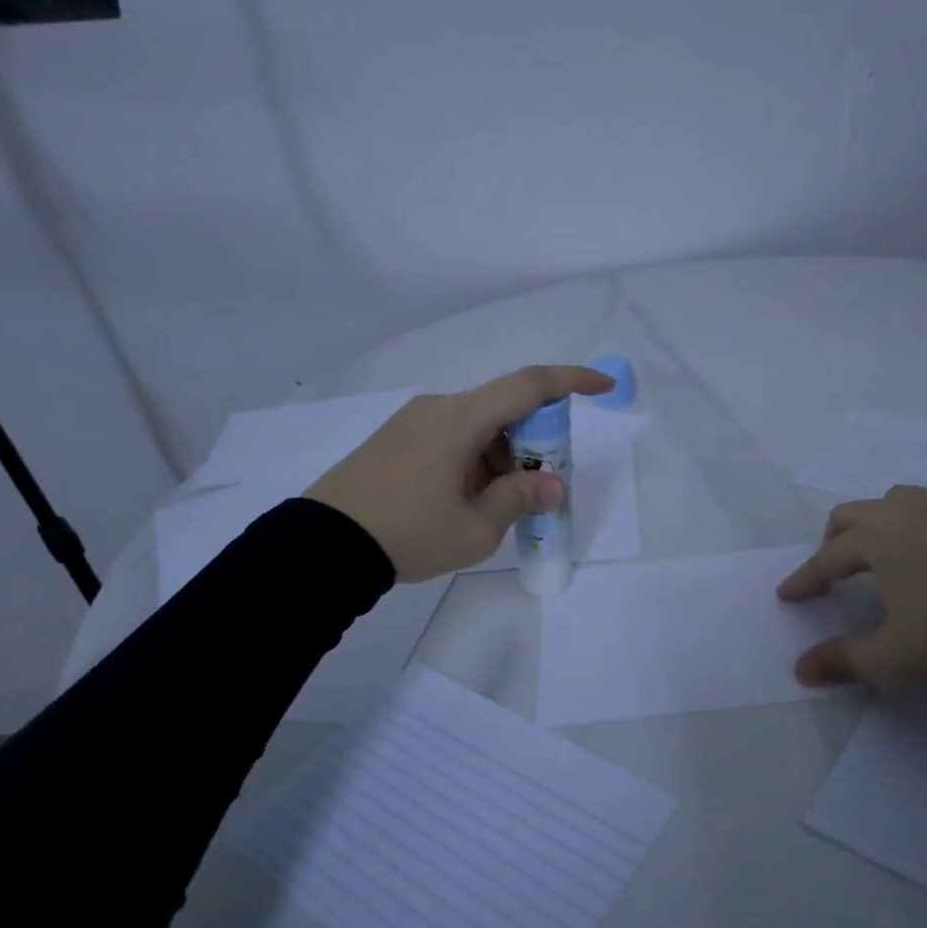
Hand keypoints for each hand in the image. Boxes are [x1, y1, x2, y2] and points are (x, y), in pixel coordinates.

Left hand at [306, 365, 612, 581]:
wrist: (322, 546)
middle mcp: (438, 408)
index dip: (572, 381)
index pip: (529, 385)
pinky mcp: (394, 440)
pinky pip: (450, 438)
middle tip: (539, 490)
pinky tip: (464, 501)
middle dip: (533, 444)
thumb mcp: (477, 528)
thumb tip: (552, 485)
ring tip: (495, 509)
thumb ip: (521, 499)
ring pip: (476, 427)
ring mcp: (411, 422)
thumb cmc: (409, 534)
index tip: (604, 386)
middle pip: (504, 411)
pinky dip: (474, 460)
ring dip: (501, 458)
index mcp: (461, 419)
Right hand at [777, 487, 926, 688]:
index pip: (826, 558)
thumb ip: (842, 659)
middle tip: (834, 573)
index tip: (788, 595)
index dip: (804, 579)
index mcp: (876, 539)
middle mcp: (908, 510)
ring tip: (890, 556)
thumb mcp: (893, 658)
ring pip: (900, 501)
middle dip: (834, 542)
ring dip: (882, 525)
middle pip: (854, 514)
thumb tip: (800, 670)